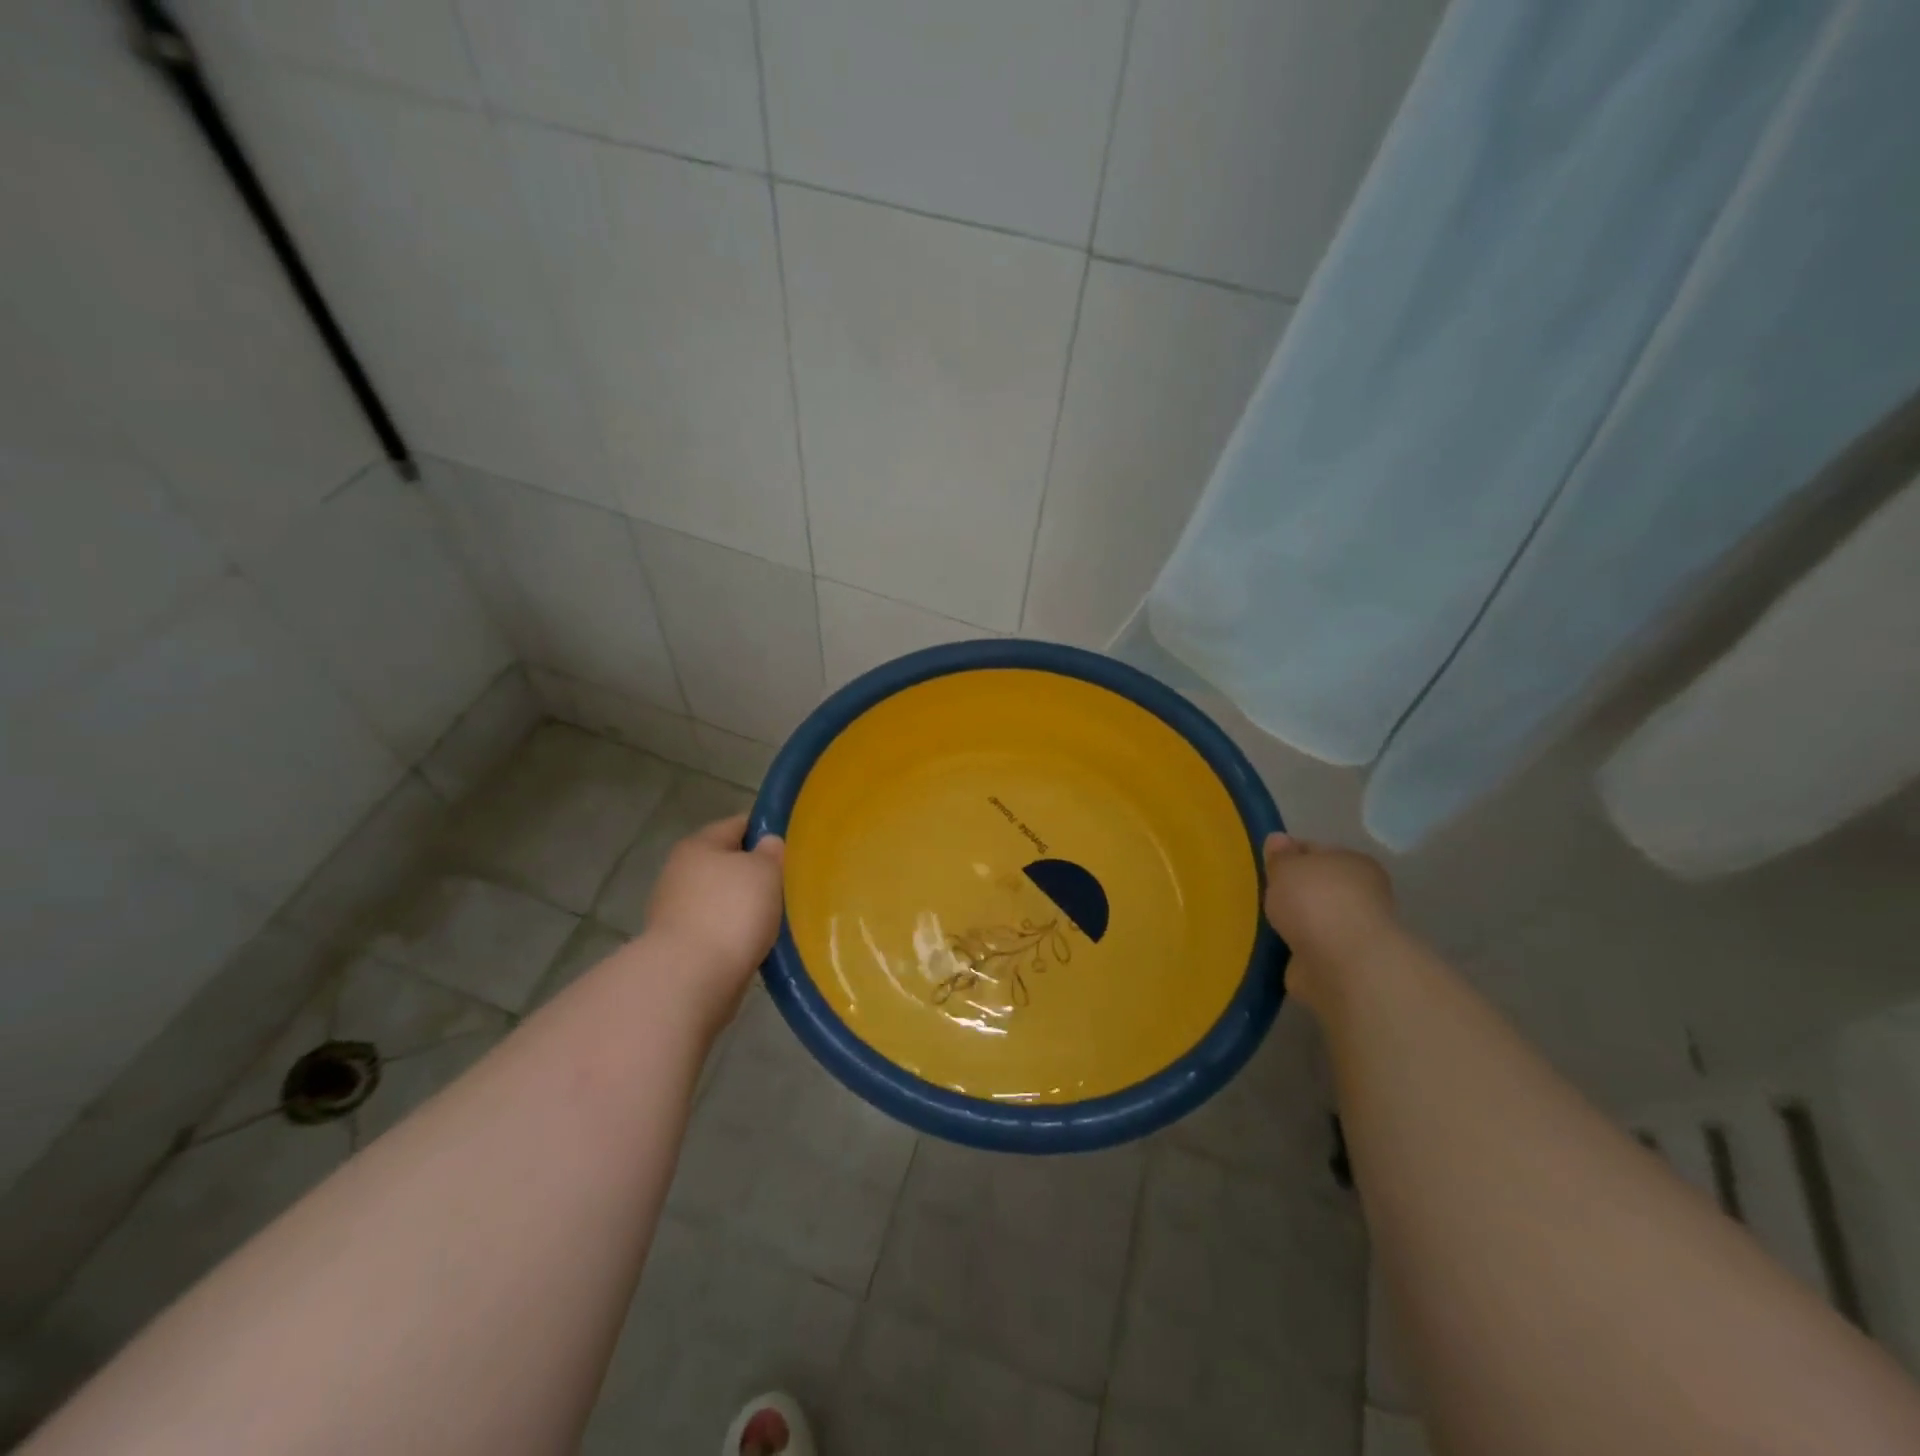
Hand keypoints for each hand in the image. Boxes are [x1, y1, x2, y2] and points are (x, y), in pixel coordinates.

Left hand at [646, 815, 784, 1011]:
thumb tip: (767, 845)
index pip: (738, 824)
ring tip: (780, 917)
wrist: (691, 979)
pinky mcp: (679, 947)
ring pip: (723, 899)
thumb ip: (771, 852)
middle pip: (728, 863)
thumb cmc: (731, 911)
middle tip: (790, 883)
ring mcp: (676, 911)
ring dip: (746, 907)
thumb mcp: (765, 871)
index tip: (795, 845)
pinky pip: (717, 930)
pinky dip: (736, 935)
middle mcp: (680, 872)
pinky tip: (759, 944)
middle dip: (757, 873)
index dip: (767, 830)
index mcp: (698, 845)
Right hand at [1262, 832, 1395, 974]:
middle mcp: (1361, 895)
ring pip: (1314, 919)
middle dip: (1293, 892)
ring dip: (1295, 923)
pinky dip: (1295, 949)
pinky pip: (1310, 948)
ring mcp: (1352, 932)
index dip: (1291, 855)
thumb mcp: (1286, 866)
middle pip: (1318, 887)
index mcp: (1354, 863)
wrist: (1340, 964)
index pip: (1318, 851)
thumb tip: (1278, 839)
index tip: (1267, 864)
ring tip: (1264, 923)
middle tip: (1262, 894)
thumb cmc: (1315, 901)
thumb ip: (1280, 855)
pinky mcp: (1341, 964)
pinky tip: (1274, 947)